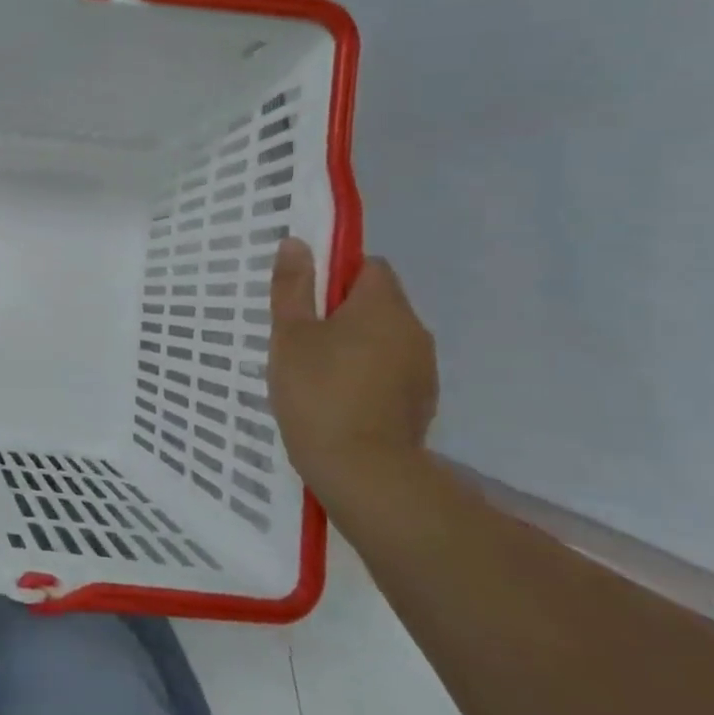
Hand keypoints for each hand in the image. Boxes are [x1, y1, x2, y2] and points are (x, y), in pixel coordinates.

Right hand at [267, 237, 437, 495]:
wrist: (363, 471)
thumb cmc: (318, 392)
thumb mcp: (290, 335)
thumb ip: (293, 287)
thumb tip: (297, 242)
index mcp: (382, 305)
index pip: (368, 266)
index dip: (335, 275)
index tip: (305, 300)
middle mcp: (413, 328)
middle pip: (377, 302)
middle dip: (341, 311)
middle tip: (301, 338)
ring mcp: (423, 367)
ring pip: (384, 338)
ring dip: (355, 344)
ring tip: (317, 372)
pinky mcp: (421, 401)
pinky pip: (391, 370)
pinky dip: (367, 374)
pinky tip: (339, 399)